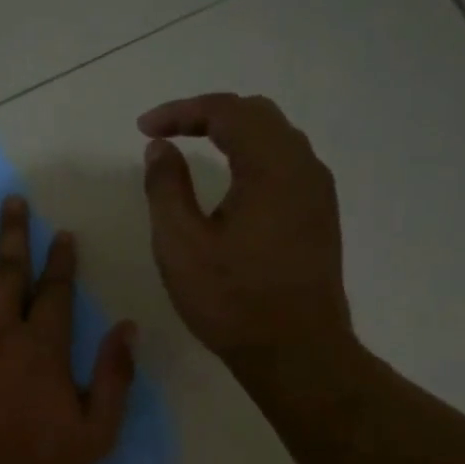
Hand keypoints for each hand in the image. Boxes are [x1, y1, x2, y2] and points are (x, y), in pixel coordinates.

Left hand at [0, 196, 135, 463]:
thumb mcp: (98, 431)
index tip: (62, 234)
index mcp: (45, 348)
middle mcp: (3, 333)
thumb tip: (129, 327)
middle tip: (12, 199)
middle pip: (10, 273)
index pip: (56, 292)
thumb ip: (116, 377)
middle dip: (14, 233)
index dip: (61, 261)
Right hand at [138, 93, 361, 392]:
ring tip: (195, 149)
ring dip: (233, 134)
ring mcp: (318, 192)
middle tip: (167, 133)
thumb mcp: (181, 244)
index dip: (180, 111)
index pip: (226, 112)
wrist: (296, 352)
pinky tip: (231, 183)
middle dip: (208, 115)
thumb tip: (161, 149)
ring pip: (276, 138)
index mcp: (271, 166)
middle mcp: (303, 167)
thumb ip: (166, 187)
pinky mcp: (320, 216)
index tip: (144, 129)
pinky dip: (253, 157)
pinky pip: (286, 165)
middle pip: (256, 114)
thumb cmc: (232, 300)